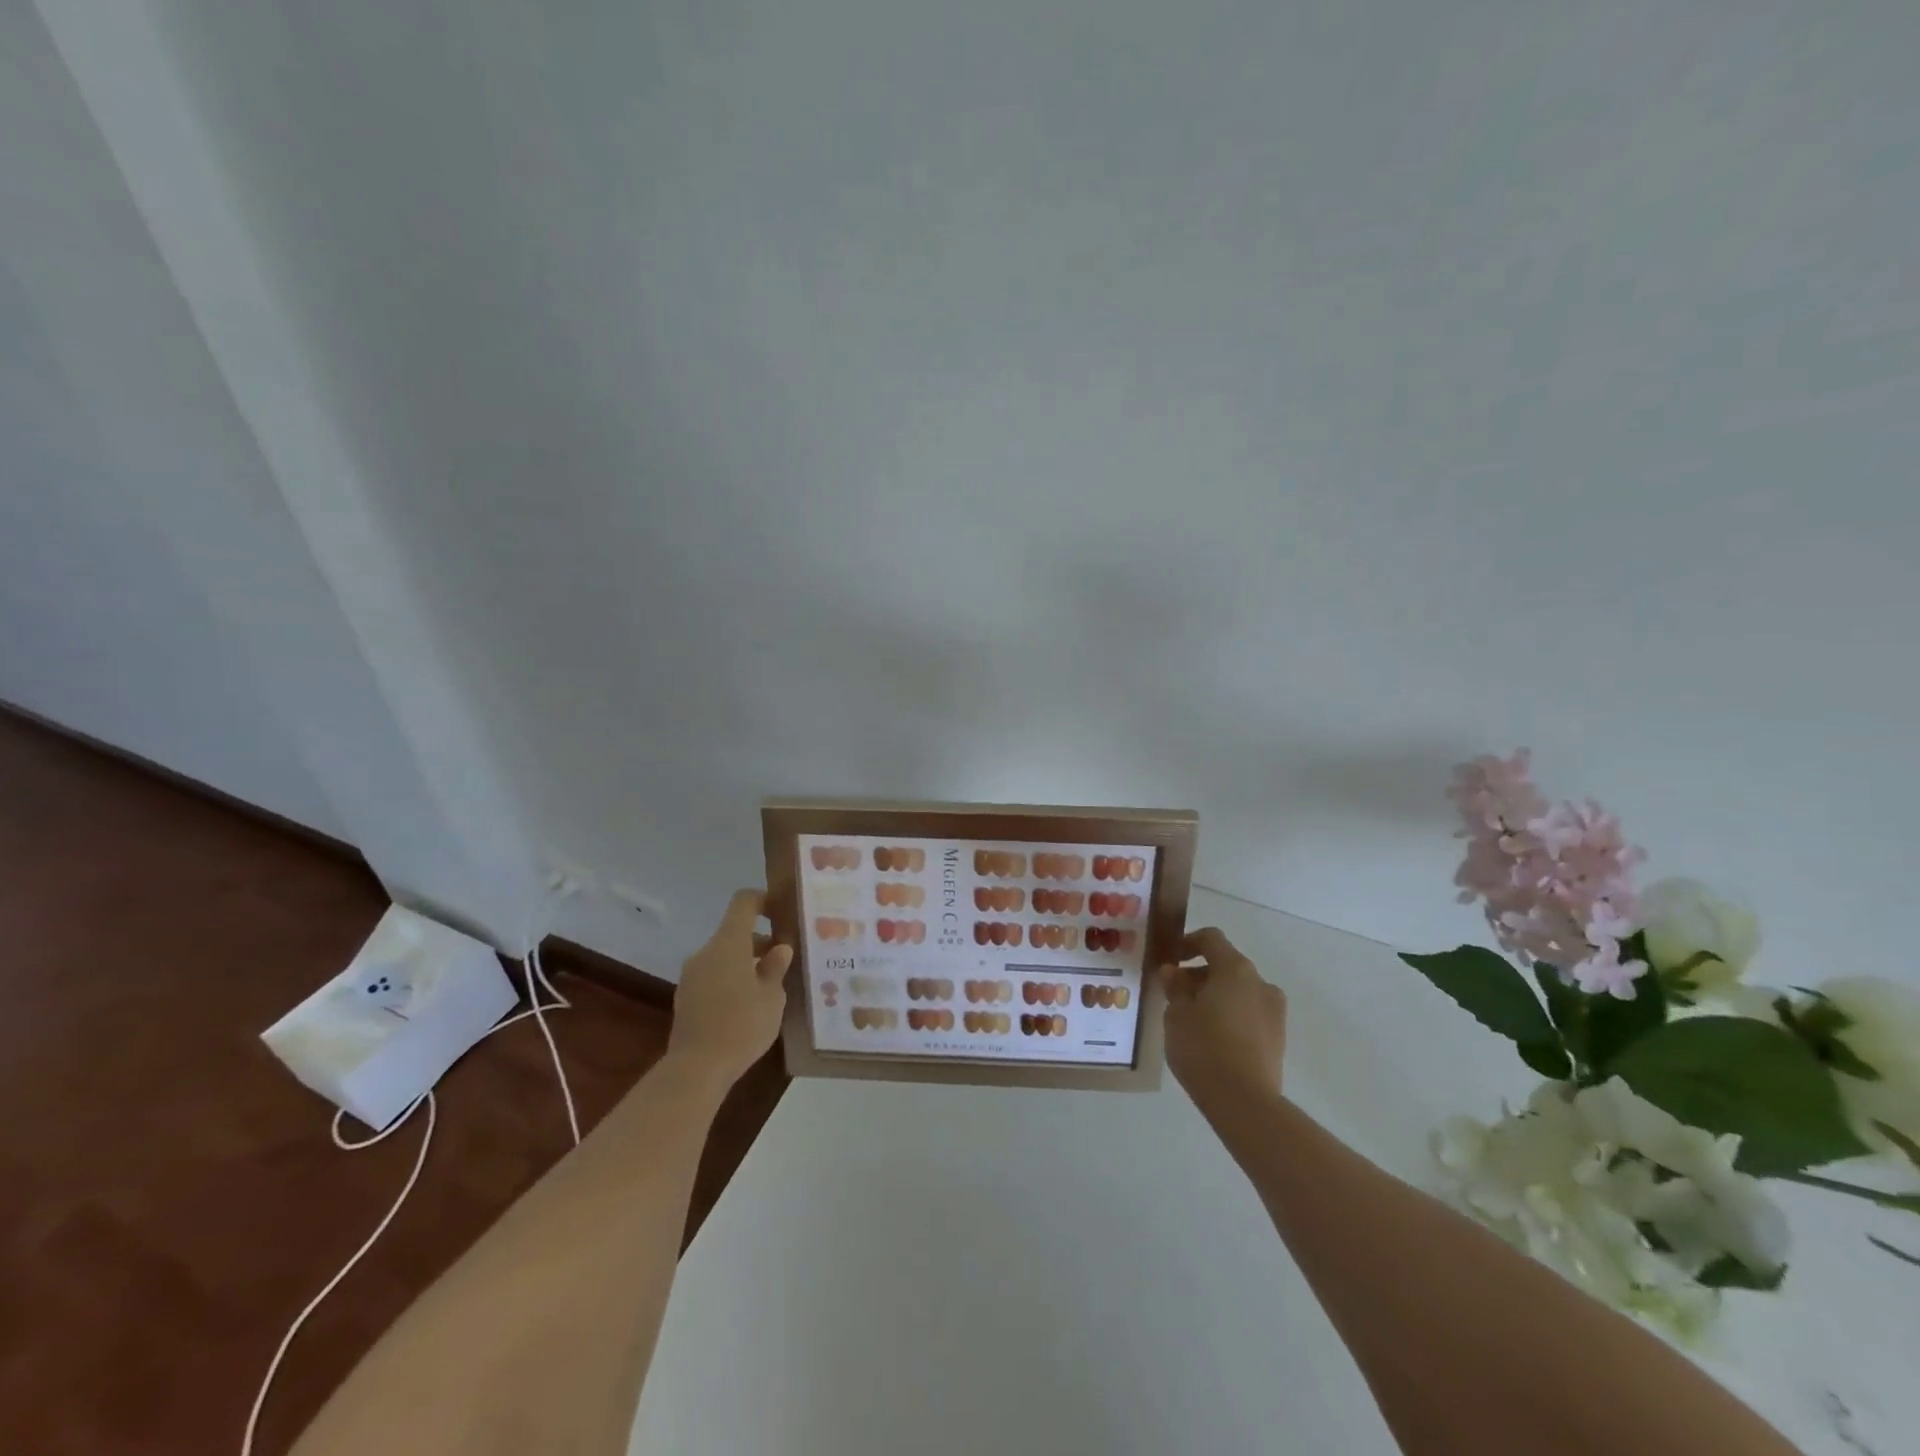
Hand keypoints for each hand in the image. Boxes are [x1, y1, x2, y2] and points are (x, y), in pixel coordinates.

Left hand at [666, 889, 793, 1089]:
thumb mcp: (772, 997)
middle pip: (734, 932)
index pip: (743, 902)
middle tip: (785, 960)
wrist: (696, 1068)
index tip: (782, 913)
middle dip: (760, 941)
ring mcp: (692, 975)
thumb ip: (776, 968)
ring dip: (746, 962)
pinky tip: (747, 1006)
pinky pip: (713, 976)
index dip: (764, 900)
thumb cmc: (742, 1025)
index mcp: (729, 943)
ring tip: (769, 987)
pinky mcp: (686, 997)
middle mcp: (706, 952)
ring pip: (724, 956)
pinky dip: (731, 979)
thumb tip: (779, 949)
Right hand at [1160, 927, 1287, 1117]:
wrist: (1244, 1102)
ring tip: (1193, 1019)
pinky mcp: (1278, 1038)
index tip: (1171, 958)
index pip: (1211, 939)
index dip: (1188, 942)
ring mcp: (1274, 1011)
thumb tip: (1174, 972)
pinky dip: (1231, 1015)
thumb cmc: (1203, 1047)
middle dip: (1200, 974)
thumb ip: (1175, 987)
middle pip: (1227, 965)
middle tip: (1175, 994)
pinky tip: (1212, 1037)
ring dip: (1217, 995)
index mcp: (1234, 969)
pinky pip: (1249, 1013)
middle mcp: (1260, 983)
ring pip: (1240, 991)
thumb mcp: (1176, 1014)